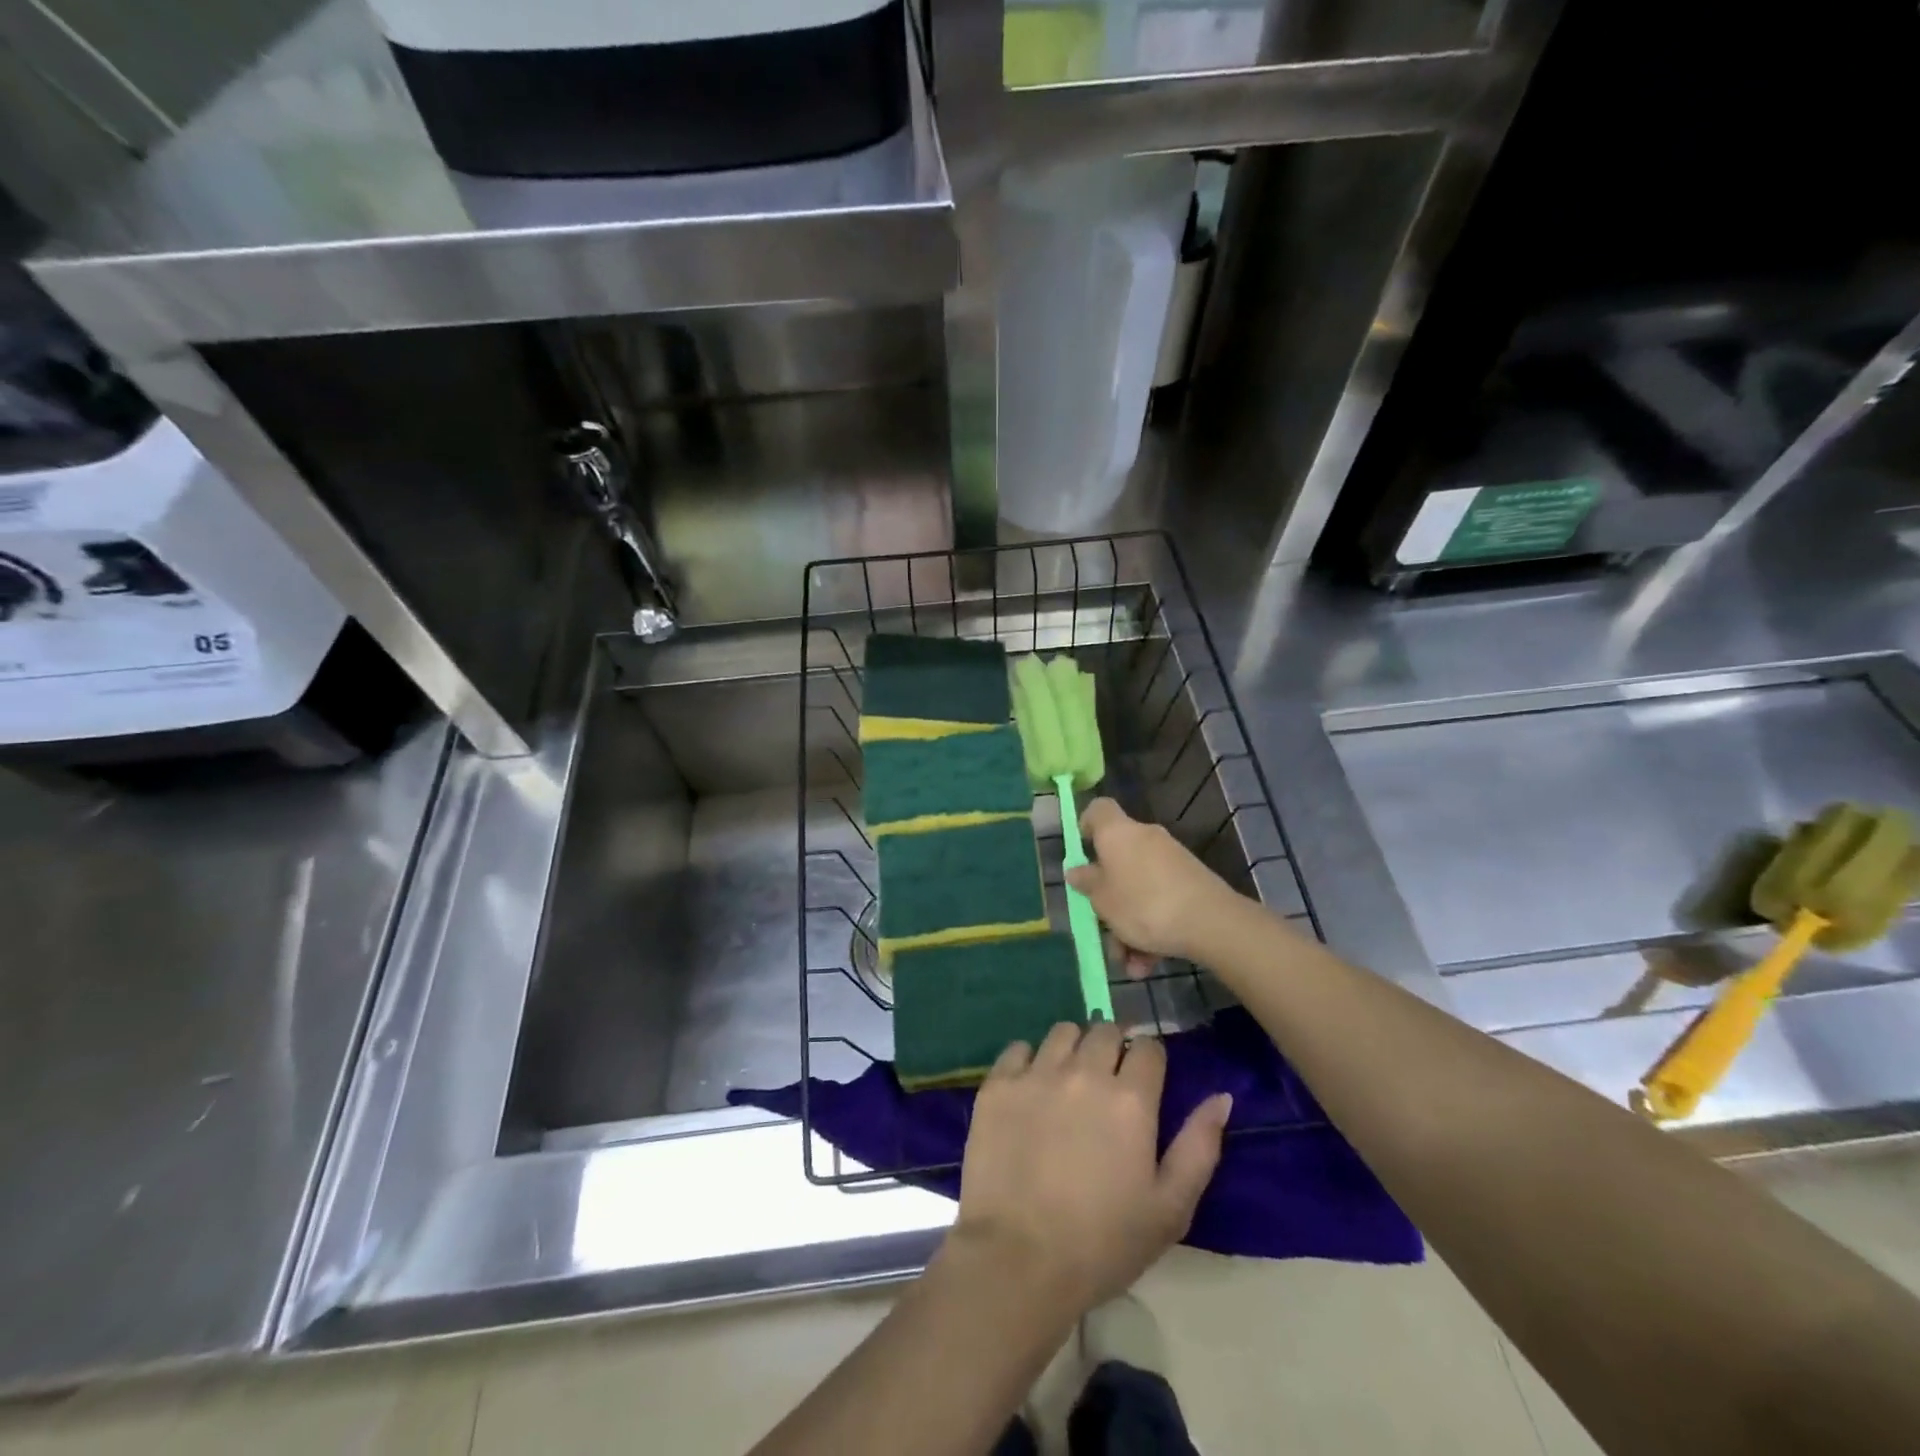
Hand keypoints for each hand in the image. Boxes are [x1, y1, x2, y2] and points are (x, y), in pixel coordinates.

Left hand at [948, 1021, 1231, 1314]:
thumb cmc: (1102, 1243)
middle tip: (1107, 1082)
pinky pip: (1018, 1048)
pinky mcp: (998, 1084)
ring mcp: (1037, 1073)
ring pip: (1062, 1032)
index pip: (1149, 1048)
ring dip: (1073, 1047)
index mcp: (1130, 1099)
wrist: (1018, 1259)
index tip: (1144, 1082)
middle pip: (1104, 1031)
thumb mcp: (1170, 1208)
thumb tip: (1221, 1097)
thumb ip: (1199, 1146)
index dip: (1150, 1061)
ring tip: (1069, 1080)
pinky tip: (1031, 1089)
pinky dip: (1029, 1060)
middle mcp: (1084, 1072)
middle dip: (1113, 1048)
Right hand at [1066, 797, 1251, 966]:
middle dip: (1108, 900)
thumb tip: (1077, 870)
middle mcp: (1145, 838)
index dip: (1085, 826)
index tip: (1080, 853)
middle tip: (1102, 928)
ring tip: (1129, 962)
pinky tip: (1148, 963)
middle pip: (1117, 862)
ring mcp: (1171, 860)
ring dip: (1129, 926)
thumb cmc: (1143, 904)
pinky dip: (1152, 929)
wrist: (1211, 923)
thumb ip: (1087, 883)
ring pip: (1138, 890)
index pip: (1098, 810)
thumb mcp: (1102, 900)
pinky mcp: (1190, 882)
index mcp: (1118, 833)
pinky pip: (1160, 902)